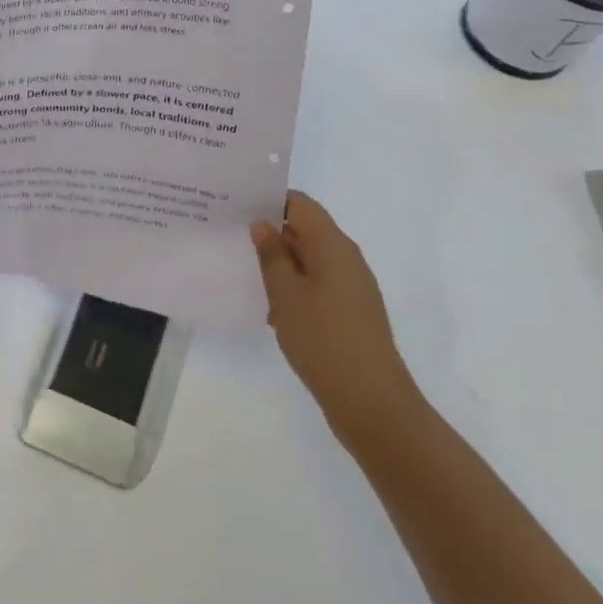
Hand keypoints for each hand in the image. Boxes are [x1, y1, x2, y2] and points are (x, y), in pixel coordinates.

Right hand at [251, 191, 421, 443]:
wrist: (371, 403)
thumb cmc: (323, 339)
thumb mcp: (285, 294)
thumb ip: (272, 255)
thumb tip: (263, 224)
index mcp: (333, 245)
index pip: (300, 204)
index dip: (270, 200)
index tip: (237, 206)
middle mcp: (346, 258)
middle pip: (305, 230)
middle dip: (270, 231)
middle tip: (231, 236)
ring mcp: (351, 287)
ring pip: (310, 259)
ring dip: (280, 263)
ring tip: (242, 269)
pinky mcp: (350, 313)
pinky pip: (318, 285)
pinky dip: (294, 287)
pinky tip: (268, 306)